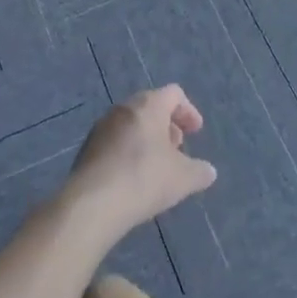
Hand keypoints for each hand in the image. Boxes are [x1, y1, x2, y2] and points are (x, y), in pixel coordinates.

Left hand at [64, 85, 216, 239]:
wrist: (92, 203)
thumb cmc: (144, 179)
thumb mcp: (183, 179)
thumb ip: (200, 172)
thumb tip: (209, 171)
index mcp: (148, 106)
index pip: (173, 94)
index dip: (188, 111)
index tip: (195, 132)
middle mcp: (123, 109)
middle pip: (150, 107)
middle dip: (167, 125)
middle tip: (178, 148)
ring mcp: (101, 127)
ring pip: (131, 124)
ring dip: (147, 139)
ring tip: (157, 166)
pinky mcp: (87, 148)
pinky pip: (115, 141)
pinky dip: (129, 151)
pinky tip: (134, 178)